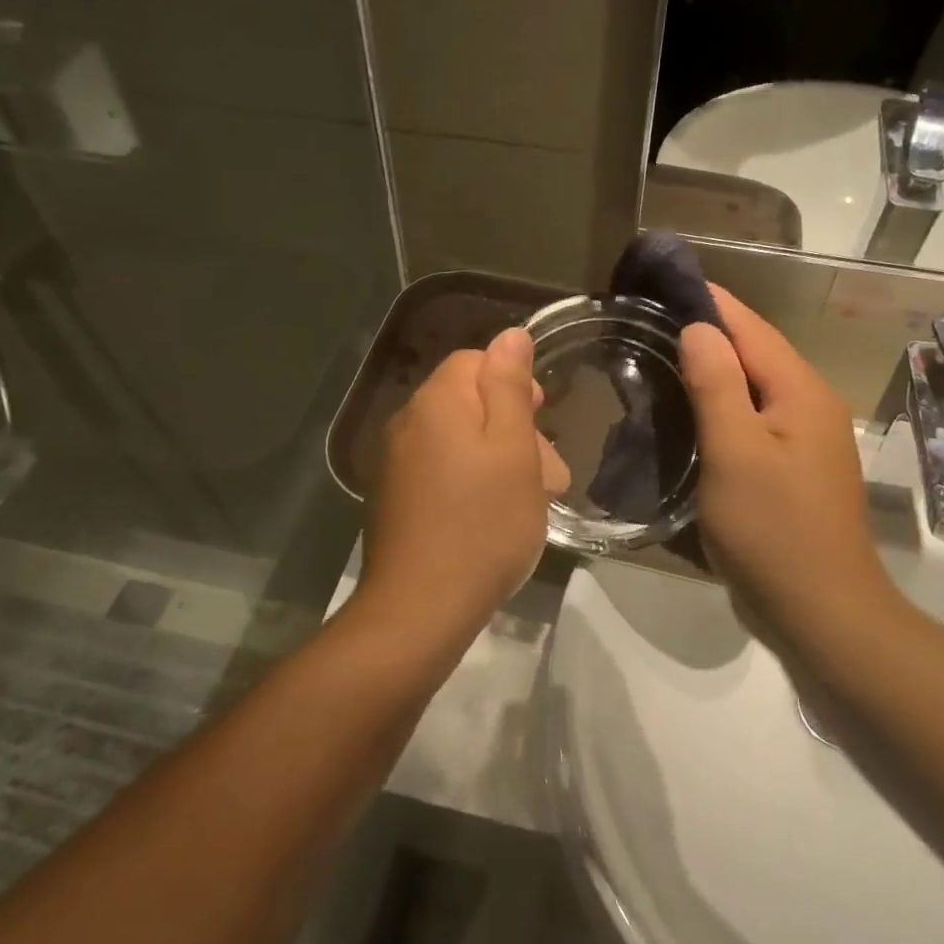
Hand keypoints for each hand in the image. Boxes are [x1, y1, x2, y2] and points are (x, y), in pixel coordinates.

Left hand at [358, 329, 568, 640]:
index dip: (514, 383)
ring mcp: (394, 464)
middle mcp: (407, 424)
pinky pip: (440, 472)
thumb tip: (510, 334)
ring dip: (498, 460)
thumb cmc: (483, 524)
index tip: (542, 417)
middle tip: (550, 475)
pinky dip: (471, 483)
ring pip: (457, 441)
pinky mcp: (393, 499)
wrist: (419, 608)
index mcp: (436, 402)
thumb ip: (510, 386)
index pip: (474, 362)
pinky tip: (491, 518)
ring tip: (529, 503)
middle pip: (467, 403)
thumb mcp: (513, 450)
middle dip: (514, 429)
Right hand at [679, 287, 900, 639]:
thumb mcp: (735, 452)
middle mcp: (811, 406)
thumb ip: (717, 385)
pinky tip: (693, 411)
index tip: (666, 280)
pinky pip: (755, 419)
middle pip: (757, 353)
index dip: (711, 301)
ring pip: (756, 388)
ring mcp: (807, 440)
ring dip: (715, 368)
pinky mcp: (795, 469)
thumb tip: (701, 327)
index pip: (751, 328)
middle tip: (653, 319)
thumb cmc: (773, 530)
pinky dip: (724, 405)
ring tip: (664, 355)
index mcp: (801, 393)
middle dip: (710, 330)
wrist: (822, 612)